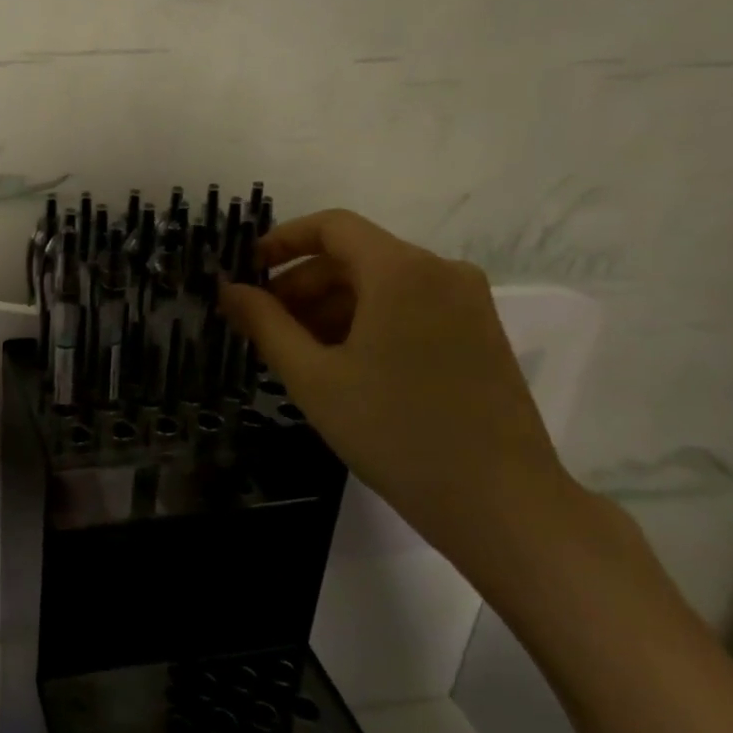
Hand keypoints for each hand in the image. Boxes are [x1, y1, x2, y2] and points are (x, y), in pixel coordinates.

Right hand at [220, 208, 578, 582]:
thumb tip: (229, 288)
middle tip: (264, 325)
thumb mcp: (313, 377)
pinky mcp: (480, 334)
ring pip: (381, 284)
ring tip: (298, 353)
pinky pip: (409, 307)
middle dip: (302, 284)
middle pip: (354, 257)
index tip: (247, 272)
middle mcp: (440, 272)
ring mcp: (467, 303)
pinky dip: (367, 321)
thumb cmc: (395, 432)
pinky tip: (343, 365)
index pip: (331, 226)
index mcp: (401, 271)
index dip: (282, 241)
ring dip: (331, 307)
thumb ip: (264, 323)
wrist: (503, 506)